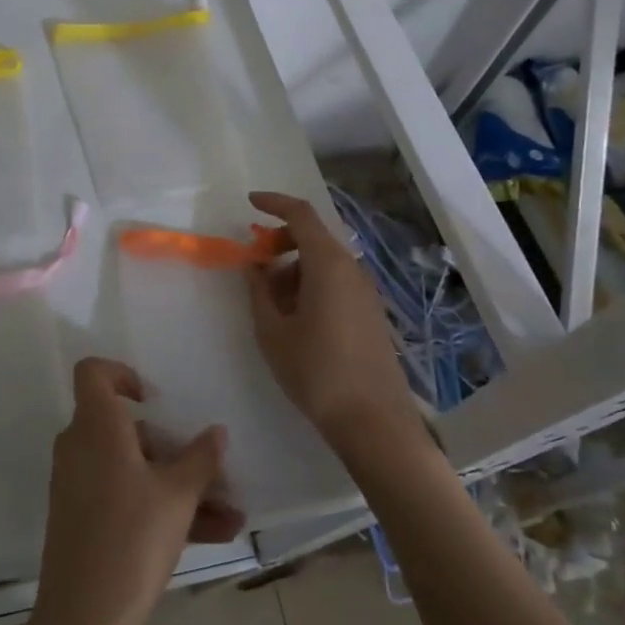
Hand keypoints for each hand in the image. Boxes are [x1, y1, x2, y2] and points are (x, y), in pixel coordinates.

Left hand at [32, 358, 243, 624]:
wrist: (83, 620)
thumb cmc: (132, 538)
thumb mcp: (178, 496)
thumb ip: (200, 458)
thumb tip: (217, 432)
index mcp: (96, 427)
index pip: (93, 373)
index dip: (121, 375)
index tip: (153, 400)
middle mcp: (80, 447)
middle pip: (124, 428)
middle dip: (172, 448)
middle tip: (209, 469)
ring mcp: (78, 484)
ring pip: (133, 469)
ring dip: (178, 486)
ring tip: (229, 514)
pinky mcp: (81, 518)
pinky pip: (125, 497)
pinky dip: (160, 508)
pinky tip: (214, 535)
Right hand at [245, 191, 425, 453]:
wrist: (373, 421)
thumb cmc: (316, 371)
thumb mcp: (272, 331)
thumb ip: (258, 291)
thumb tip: (254, 266)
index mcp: (328, 264)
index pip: (301, 215)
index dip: (274, 203)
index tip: (250, 203)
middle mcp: (351, 269)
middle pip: (313, 237)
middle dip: (280, 242)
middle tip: (254, 266)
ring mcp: (365, 292)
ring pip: (323, 262)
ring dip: (293, 269)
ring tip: (271, 304)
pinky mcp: (370, 313)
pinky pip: (336, 282)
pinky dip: (311, 286)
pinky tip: (295, 320)